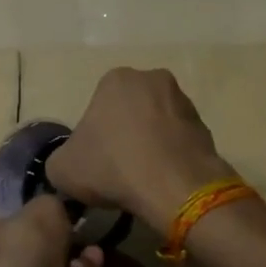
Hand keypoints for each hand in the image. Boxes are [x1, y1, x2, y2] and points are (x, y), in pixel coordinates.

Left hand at [0, 196, 101, 266]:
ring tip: (91, 258)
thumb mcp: (42, 208)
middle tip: (87, 240)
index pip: (19, 231)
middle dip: (72, 245)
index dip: (45, 225)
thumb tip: (59, 211)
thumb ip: (54, 205)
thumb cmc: (23, 248)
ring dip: (84, 265)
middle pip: (47, 256)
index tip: (69, 217)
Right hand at [45, 67, 231, 232]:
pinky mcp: (205, 126)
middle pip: (130, 110)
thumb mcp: (62, 169)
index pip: (98, 106)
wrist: (174, 187)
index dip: (94, 136)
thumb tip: (71, 164)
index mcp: (116, 79)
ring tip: (143, 179)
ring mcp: (183, 100)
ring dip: (150, 144)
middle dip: (125, 134)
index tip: (96, 161)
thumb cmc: (113, 167)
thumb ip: (60, 160)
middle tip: (118, 169)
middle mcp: (152, 79)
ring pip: (157, 124)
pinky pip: (178, 141)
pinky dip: (171, 157)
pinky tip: (163, 181)